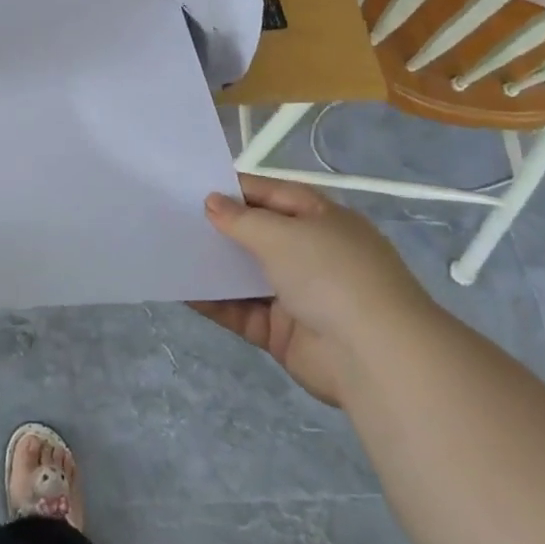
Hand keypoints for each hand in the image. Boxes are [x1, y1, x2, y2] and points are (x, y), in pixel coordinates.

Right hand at [191, 175, 435, 406]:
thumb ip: (241, 219)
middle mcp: (311, 253)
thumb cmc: (331, 275)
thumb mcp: (282, 233)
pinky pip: (240, 310)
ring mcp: (297, 294)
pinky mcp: (282, 331)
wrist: (375, 358)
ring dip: (213, 265)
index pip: (271, 193)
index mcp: (321, 219)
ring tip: (169, 250)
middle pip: (257, 234)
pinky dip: (213, 301)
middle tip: (172, 217)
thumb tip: (211, 202)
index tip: (192, 185)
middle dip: (219, 227)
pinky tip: (180, 289)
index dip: (235, 188)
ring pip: (245, 274)